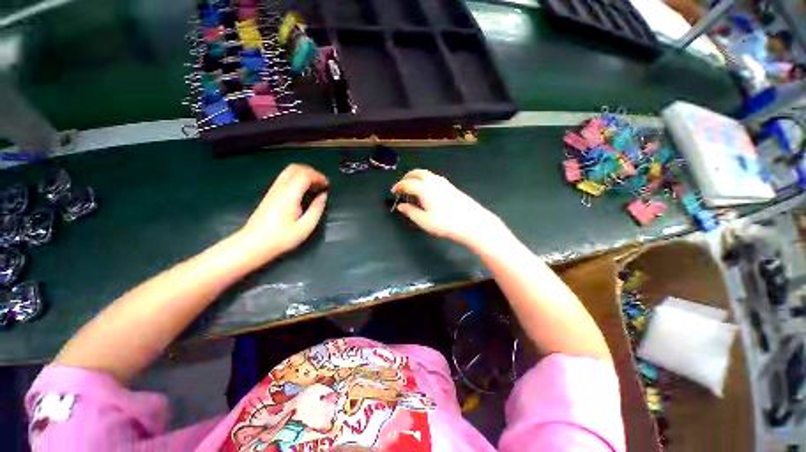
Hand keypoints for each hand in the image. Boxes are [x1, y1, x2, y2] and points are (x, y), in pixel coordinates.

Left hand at [239, 164, 328, 260]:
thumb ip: (317, 209)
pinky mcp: (270, 194)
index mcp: (289, 195)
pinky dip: (297, 178)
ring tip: (315, 185)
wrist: (253, 244)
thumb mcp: (305, 227)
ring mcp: (273, 190)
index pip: (304, 175)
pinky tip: (304, 190)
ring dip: (304, 174)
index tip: (327, 186)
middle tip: (322, 183)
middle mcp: (280, 188)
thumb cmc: (281, 238)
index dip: (318, 177)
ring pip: (289, 171)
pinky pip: (285, 178)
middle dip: (312, 172)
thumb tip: (323, 196)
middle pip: (296, 168)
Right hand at [391, 169, 508, 249]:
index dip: (398, 186)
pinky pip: (433, 178)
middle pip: (417, 173)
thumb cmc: (445, 223)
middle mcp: (433, 181)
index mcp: (424, 188)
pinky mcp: (451, 186)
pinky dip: (425, 180)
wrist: (472, 222)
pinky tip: (427, 190)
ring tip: (413, 187)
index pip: (407, 183)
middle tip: (402, 185)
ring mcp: (444, 182)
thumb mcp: (424, 221)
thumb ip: (410, 211)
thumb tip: (400, 206)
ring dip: (416, 177)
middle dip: (407, 177)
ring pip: (426, 173)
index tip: (394, 192)